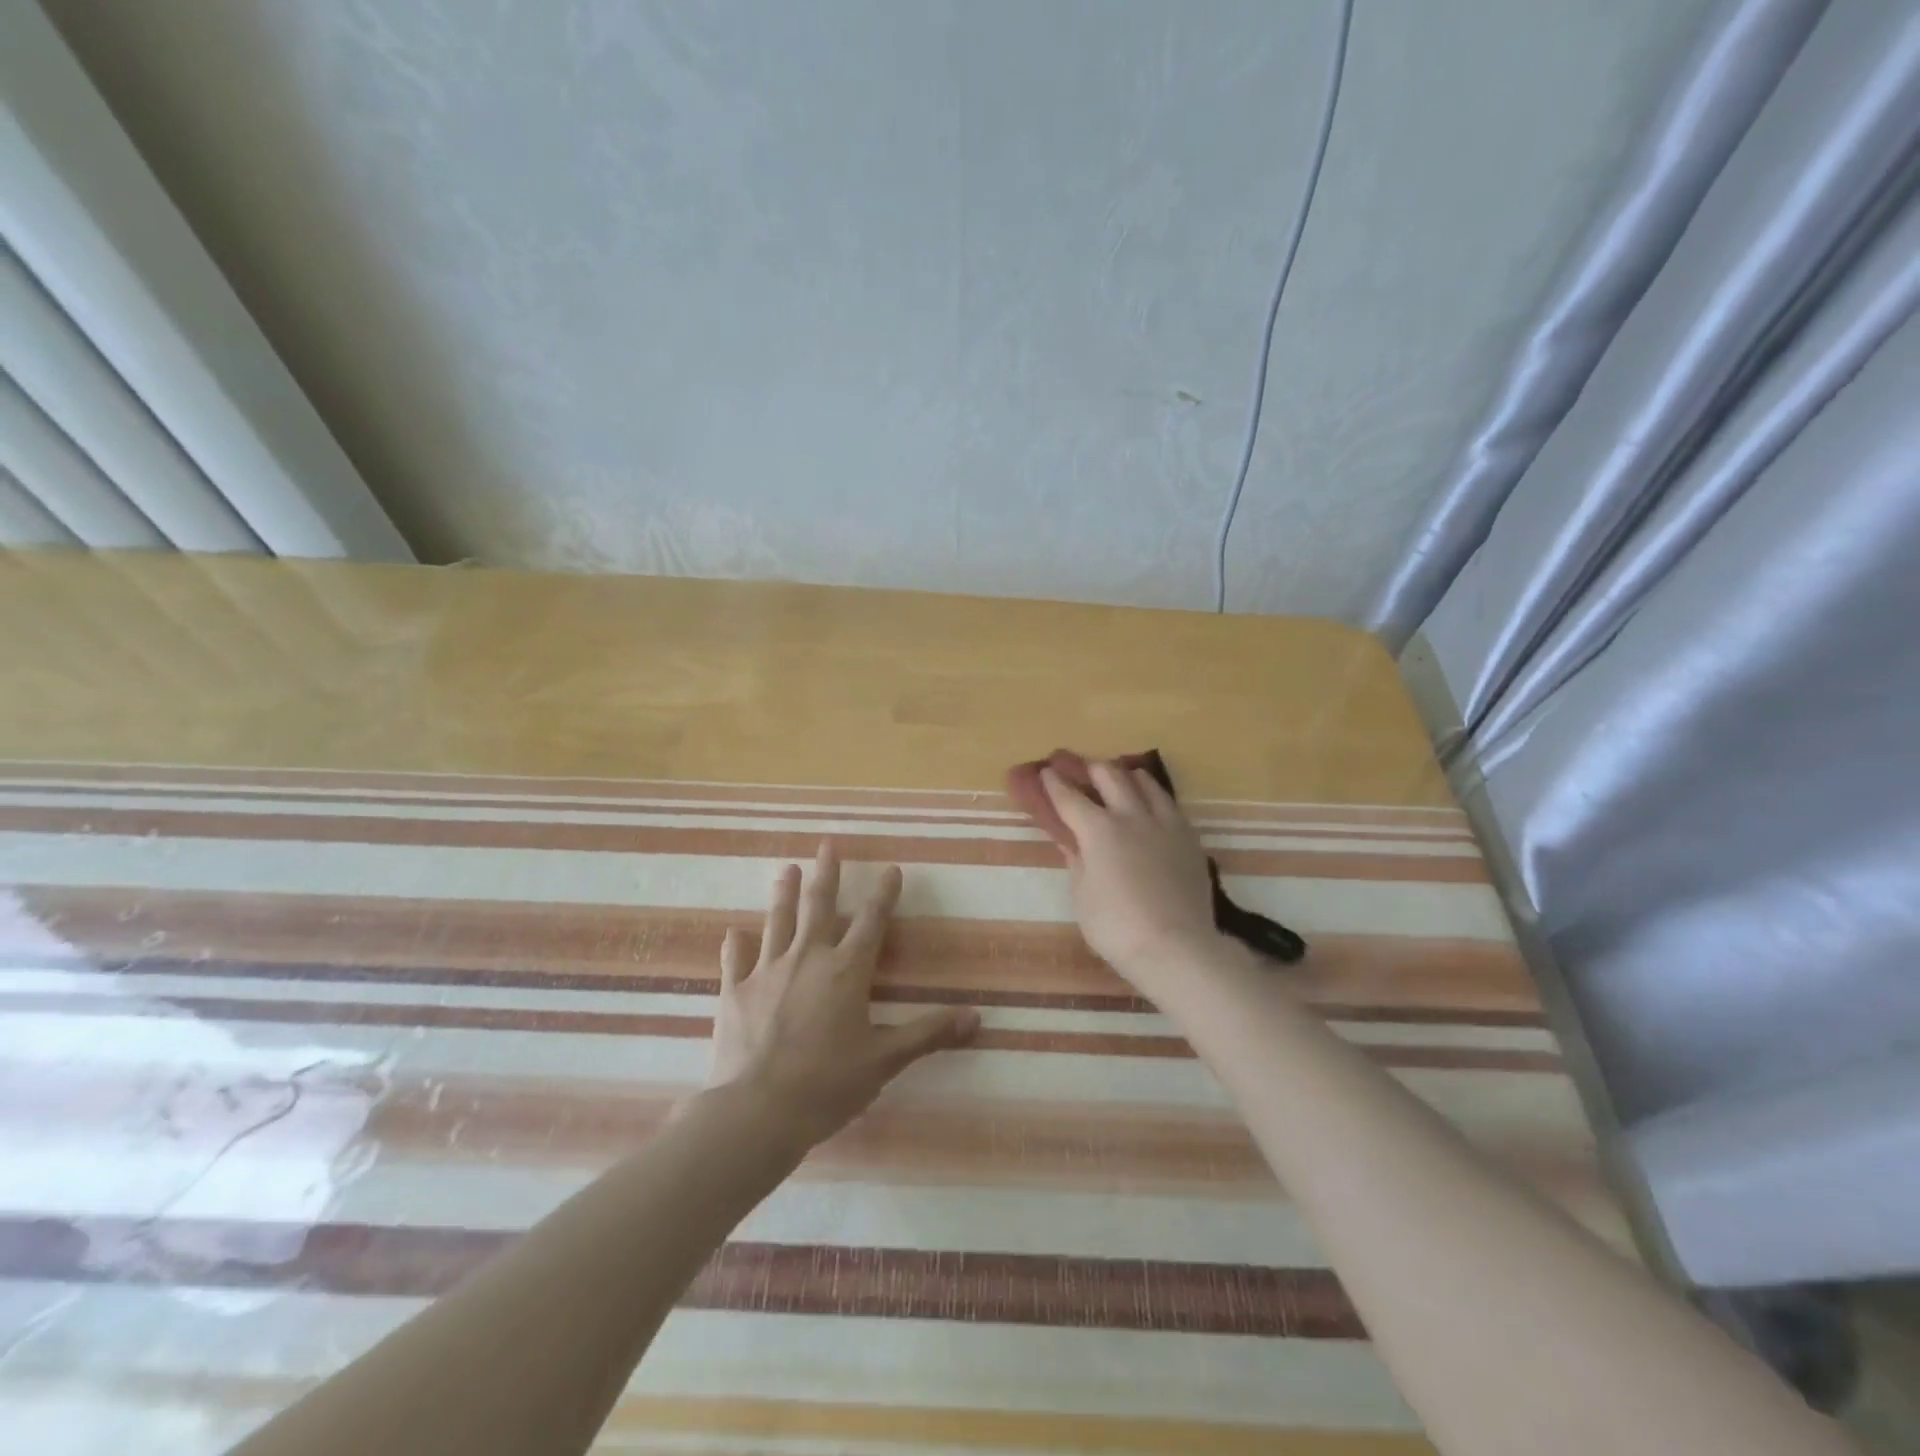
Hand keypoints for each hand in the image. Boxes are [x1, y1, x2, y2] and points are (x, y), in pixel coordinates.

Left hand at [708, 841, 979, 1145]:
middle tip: (828, 844)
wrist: (756, 1111)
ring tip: (786, 869)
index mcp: (846, 971)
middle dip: (827, 873)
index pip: (872, 921)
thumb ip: (928, 1034)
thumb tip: (977, 1018)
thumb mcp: (885, 1061)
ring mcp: (767, 971)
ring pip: (777, 922)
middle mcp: (808, 958)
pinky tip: (734, 933)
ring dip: (783, 894)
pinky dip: (736, 945)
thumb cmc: (827, 1084)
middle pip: (819, 906)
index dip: (884, 894)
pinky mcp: (734, 991)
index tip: (891, 869)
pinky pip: (735, 960)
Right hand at [1042, 762, 1224, 995]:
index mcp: (1099, 831)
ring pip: (1145, 781)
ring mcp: (1166, 824)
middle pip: (1110, 775)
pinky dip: (1152, 797)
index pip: (1069, 797)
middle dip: (1089, 768)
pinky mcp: (1189, 838)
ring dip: (1125, 775)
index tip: (1045, 772)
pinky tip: (1150, 808)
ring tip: (1118, 779)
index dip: (1054, 783)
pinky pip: (1169, 804)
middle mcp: (1132, 816)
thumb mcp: (1082, 896)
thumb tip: (1072, 842)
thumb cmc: (1117, 928)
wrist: (1177, 947)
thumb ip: (1077, 862)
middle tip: (1078, 768)